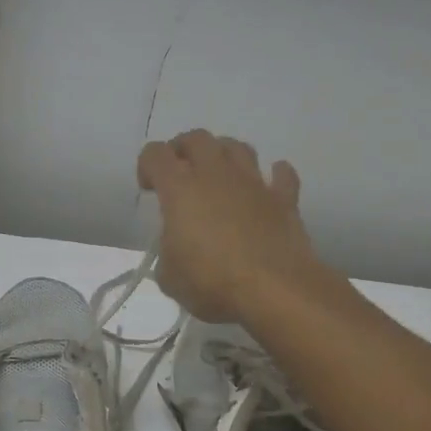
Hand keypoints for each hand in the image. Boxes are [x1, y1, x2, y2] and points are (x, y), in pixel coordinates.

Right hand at [137, 130, 326, 323]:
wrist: (274, 292)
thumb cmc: (212, 283)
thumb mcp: (169, 277)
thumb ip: (168, 252)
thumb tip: (178, 249)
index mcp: (180, 189)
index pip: (155, 154)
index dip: (146, 165)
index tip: (149, 189)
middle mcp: (216, 175)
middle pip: (197, 138)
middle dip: (183, 149)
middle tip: (180, 173)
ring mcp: (254, 183)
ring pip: (238, 147)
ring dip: (224, 154)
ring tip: (219, 176)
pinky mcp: (284, 200)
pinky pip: (282, 174)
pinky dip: (275, 174)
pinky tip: (268, 185)